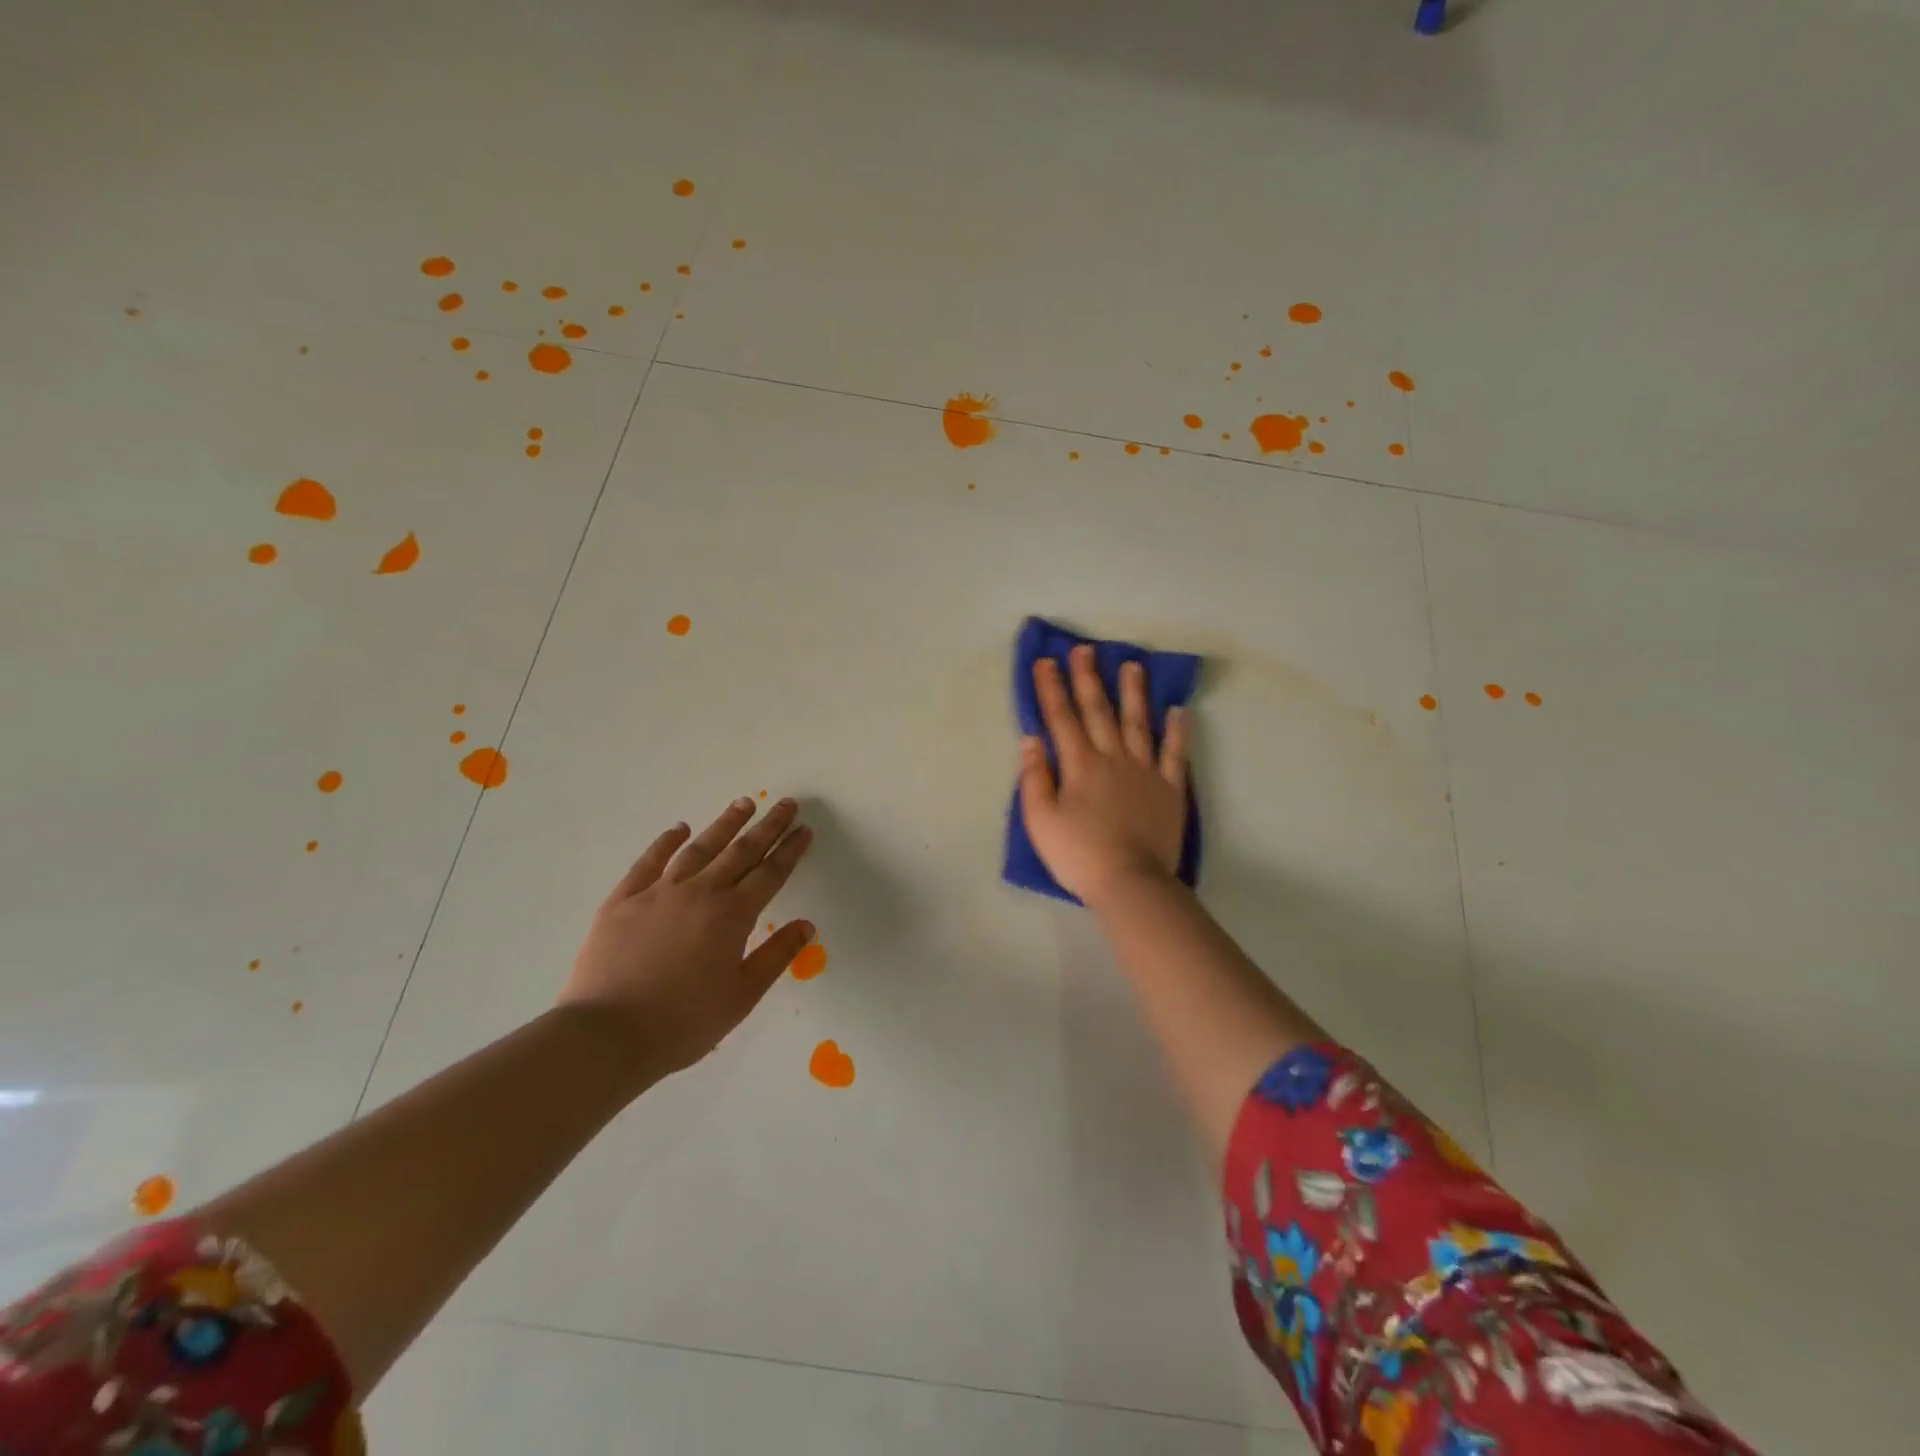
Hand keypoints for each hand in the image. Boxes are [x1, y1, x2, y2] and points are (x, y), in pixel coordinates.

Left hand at [559, 796, 815, 1076]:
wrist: (606, 1036)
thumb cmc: (683, 1022)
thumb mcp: (741, 997)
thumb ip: (776, 956)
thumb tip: (806, 925)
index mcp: (732, 916)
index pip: (770, 874)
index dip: (789, 850)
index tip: (804, 829)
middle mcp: (700, 893)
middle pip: (740, 851)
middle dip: (767, 827)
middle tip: (785, 804)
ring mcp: (658, 892)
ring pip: (699, 848)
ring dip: (724, 824)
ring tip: (743, 804)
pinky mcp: (623, 900)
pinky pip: (649, 861)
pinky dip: (666, 842)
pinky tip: (679, 829)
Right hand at [1019, 645, 1190, 905]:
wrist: (1130, 881)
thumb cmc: (1079, 854)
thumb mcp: (1040, 820)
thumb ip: (1034, 777)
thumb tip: (1032, 739)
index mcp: (1079, 765)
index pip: (1061, 718)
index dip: (1052, 689)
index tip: (1046, 662)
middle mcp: (1113, 758)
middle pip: (1099, 711)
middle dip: (1088, 679)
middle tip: (1085, 649)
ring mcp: (1145, 771)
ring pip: (1138, 723)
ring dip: (1133, 693)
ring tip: (1133, 665)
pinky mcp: (1170, 789)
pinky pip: (1175, 753)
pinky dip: (1178, 731)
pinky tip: (1179, 710)